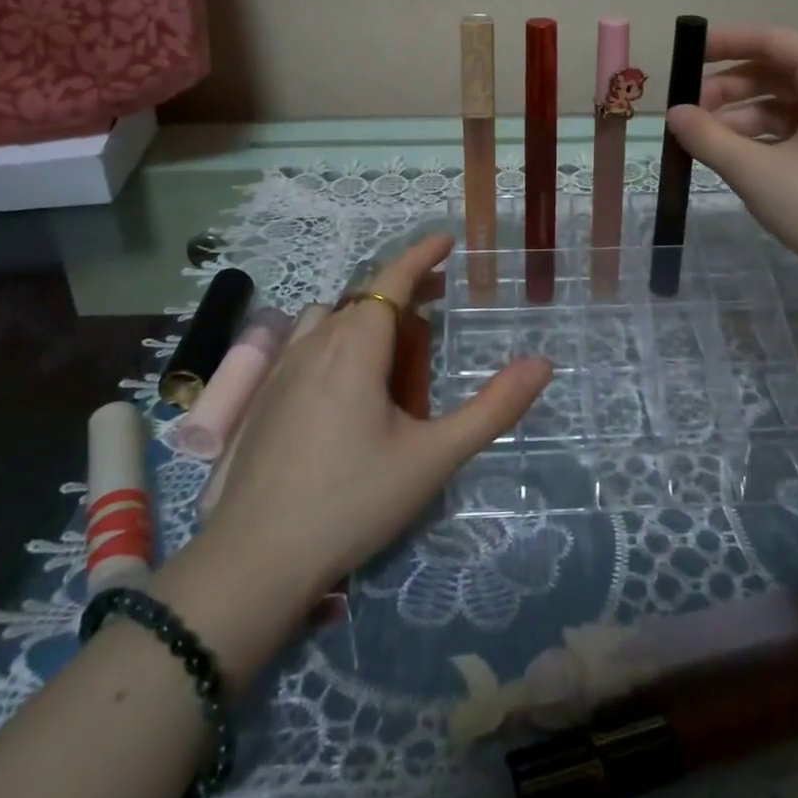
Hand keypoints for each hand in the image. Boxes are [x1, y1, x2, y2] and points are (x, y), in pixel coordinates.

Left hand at [198, 233, 552, 603]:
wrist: (255, 559)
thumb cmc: (352, 501)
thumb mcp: (433, 457)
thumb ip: (492, 409)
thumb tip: (542, 364)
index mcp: (356, 347)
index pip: (392, 279)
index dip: (421, 254)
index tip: (448, 239)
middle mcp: (315, 343)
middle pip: (364, 296)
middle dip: (403, 287)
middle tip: (438, 297)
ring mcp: (281, 369)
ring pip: (330, 316)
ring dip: (365, 311)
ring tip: (393, 338)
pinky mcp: (262, 396)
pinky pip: (306, 342)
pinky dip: (336, 336)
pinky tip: (345, 378)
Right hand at [662, 24, 797, 295]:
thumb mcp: (755, 171)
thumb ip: (707, 137)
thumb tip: (674, 114)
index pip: (772, 40)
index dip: (726, 42)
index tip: (687, 55)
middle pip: (776, 71)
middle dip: (728, 88)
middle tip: (688, 111)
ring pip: (784, 104)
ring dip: (741, 117)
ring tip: (704, 141)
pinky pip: (797, 128)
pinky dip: (763, 137)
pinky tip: (735, 158)